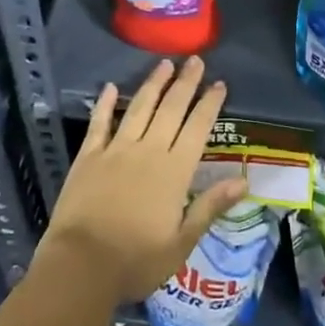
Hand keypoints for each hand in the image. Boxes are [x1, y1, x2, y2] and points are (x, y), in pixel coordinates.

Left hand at [40, 57, 247, 302]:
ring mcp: (116, 150)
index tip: (219, 83)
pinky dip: (105, 104)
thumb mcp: (181, 243)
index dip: (209, 104)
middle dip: (185, 83)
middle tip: (195, 60)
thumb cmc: (136, 261)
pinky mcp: (89, 156)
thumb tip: (243, 180)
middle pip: (171, 109)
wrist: (81, 265)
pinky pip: (99, 123)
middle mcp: (148, 151)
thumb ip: (210, 207)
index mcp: (174, 171)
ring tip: (164, 64)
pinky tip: (111, 87)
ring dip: (153, 84)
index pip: (197, 128)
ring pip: (139, 108)